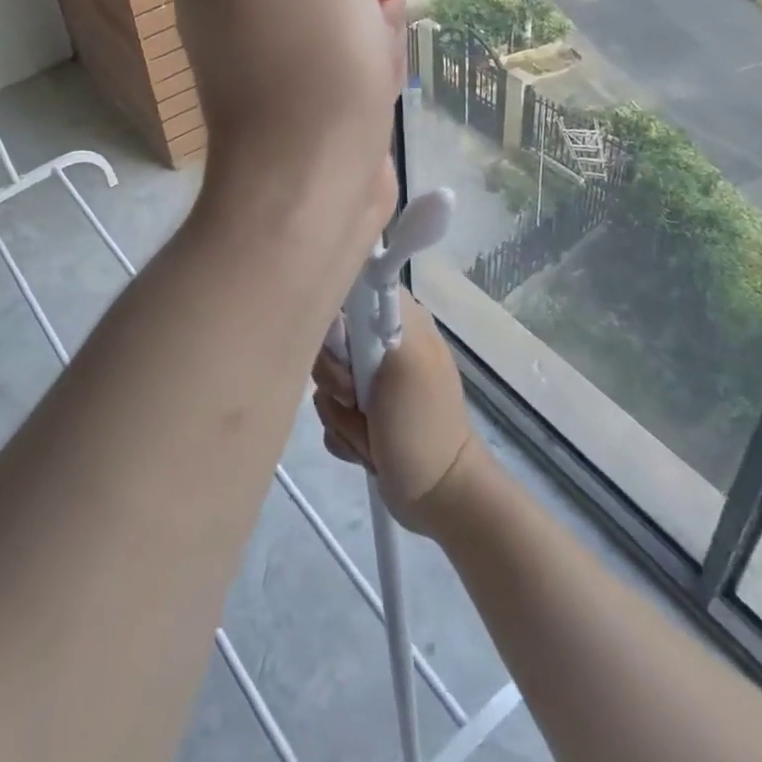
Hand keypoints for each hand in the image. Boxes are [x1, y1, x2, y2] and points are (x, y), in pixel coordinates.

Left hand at [174, 0, 403, 221]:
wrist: (314, 176)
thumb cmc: (301, 49)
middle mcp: (239, 1)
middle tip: (370, 1)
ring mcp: (274, 49)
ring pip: (349, 1)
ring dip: (374, 21)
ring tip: (370, 57)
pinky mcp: (308, 87)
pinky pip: (353, 48)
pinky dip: (371, 60)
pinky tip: (372, 85)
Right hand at [311, 290, 484, 535]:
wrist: (439, 495)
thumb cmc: (422, 424)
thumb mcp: (404, 359)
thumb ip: (377, 313)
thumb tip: (357, 265)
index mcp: (397, 316)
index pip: (345, 290)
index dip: (333, 320)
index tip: (344, 351)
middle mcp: (381, 340)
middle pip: (325, 340)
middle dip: (334, 378)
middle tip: (356, 398)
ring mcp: (370, 379)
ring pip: (322, 380)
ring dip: (340, 413)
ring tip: (369, 431)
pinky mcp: (361, 412)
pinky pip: (328, 412)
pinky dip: (343, 433)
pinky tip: (367, 447)